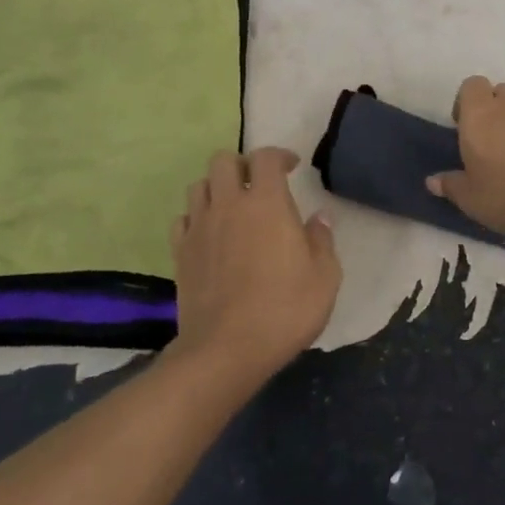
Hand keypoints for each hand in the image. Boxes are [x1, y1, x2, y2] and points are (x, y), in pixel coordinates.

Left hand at [168, 148, 341, 390]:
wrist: (226, 349)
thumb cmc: (284, 310)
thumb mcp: (324, 277)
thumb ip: (323, 240)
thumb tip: (320, 217)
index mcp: (266, 203)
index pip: (265, 157)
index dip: (279, 155)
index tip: (292, 167)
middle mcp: (228, 204)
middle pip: (223, 160)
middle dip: (242, 165)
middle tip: (258, 184)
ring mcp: (199, 227)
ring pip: (199, 185)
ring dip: (217, 187)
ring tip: (232, 206)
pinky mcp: (180, 252)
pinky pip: (182, 218)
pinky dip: (195, 217)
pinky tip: (208, 233)